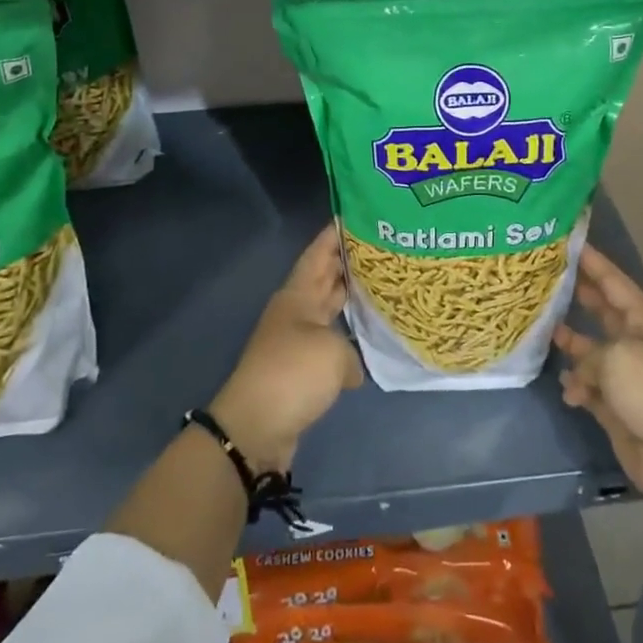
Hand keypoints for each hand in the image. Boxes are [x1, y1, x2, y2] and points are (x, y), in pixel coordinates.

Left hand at [209, 224, 363, 472]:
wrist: (255, 428)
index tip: (358, 214)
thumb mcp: (332, 353)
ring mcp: (298, 340)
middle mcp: (297, 312)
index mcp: (298, 295)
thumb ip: (351, 350)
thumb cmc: (292, 374)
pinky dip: (350, 339)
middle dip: (351, 262)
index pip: (319, 253)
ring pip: (330, 309)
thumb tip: (350, 368)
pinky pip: (332, 342)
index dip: (335, 233)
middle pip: (325, 278)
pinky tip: (374, 338)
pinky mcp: (302, 370)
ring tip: (386, 286)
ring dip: (353, 299)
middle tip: (385, 247)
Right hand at [553, 246, 642, 523]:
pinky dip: (577, 386)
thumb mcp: (616, 358)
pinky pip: (588, 386)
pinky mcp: (615, 406)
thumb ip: (589, 351)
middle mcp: (634, 343)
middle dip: (579, 297)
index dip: (594, 263)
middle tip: (547, 278)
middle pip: (602, 313)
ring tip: (543, 331)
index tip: (569, 242)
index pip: (614, 283)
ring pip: (590, 351)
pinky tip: (569, 390)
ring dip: (570, 344)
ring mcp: (625, 376)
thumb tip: (577, 368)